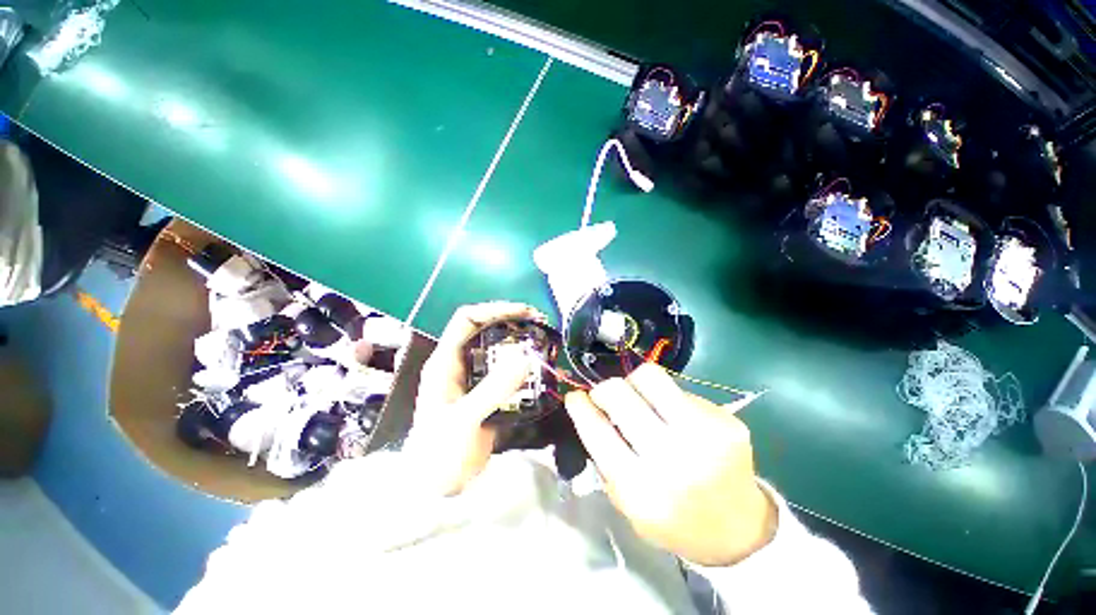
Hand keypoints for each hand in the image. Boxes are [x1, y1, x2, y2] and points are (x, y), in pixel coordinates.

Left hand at [405, 302, 544, 495]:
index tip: (523, 312)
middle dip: (512, 322)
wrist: (437, 487)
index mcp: (445, 360)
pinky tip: (538, 367)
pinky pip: (506, 370)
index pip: (467, 319)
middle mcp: (459, 363)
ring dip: (519, 342)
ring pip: (498, 349)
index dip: (494, 309)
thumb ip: (493, 389)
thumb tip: (526, 358)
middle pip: (485, 329)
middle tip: (540, 324)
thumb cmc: (439, 452)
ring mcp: (474, 378)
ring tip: (543, 341)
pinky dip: (522, 365)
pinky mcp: (487, 392)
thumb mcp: (464, 418)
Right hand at [565, 363, 775, 565]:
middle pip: (619, 394)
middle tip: (606, 397)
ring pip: (649, 376)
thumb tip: (590, 409)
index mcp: (641, 489)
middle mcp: (672, 459)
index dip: (579, 406)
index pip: (597, 431)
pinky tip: (673, 415)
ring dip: (633, 382)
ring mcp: (704, 436)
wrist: (738, 531)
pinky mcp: (726, 421)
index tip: (574, 396)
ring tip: (637, 396)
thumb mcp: (628, 504)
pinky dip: (666, 397)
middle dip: (603, 389)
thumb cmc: (673, 520)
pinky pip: (679, 389)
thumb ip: (606, 457)